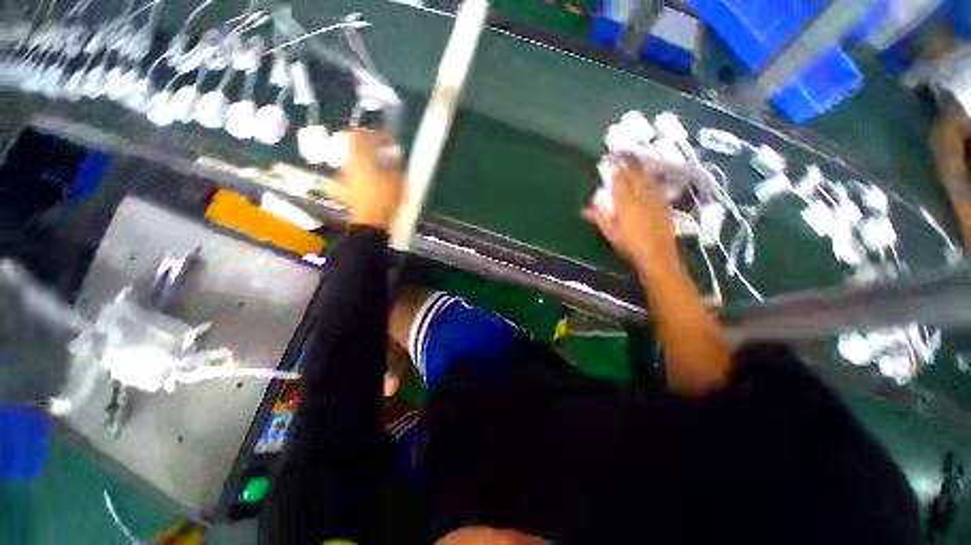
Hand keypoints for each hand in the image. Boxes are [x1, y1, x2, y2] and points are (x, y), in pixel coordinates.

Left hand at [322, 130, 403, 230]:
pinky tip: (375, 182)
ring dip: (367, 160)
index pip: (360, 134)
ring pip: (354, 160)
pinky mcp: (347, 189)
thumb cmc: (384, 199)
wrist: (370, 222)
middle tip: (383, 153)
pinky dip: (364, 172)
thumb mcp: (397, 180)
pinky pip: (354, 174)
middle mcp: (349, 164)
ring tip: (381, 168)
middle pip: (354, 147)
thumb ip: (395, 164)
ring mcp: (345, 177)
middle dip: (369, 147)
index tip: (386, 140)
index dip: (373, 134)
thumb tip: (395, 154)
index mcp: (360, 157)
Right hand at [582, 162, 679, 270]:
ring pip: (649, 181)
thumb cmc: (629, 246)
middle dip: (630, 169)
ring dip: (643, 175)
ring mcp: (656, 201)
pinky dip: (652, 186)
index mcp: (626, 204)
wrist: (657, 256)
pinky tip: (651, 188)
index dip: (616, 173)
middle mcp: (642, 198)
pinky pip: (659, 191)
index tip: (612, 167)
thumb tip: (585, 210)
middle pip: (637, 177)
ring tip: (638, 172)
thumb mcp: (610, 233)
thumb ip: (600, 218)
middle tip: (625, 164)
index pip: (620, 183)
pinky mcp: (666, 207)